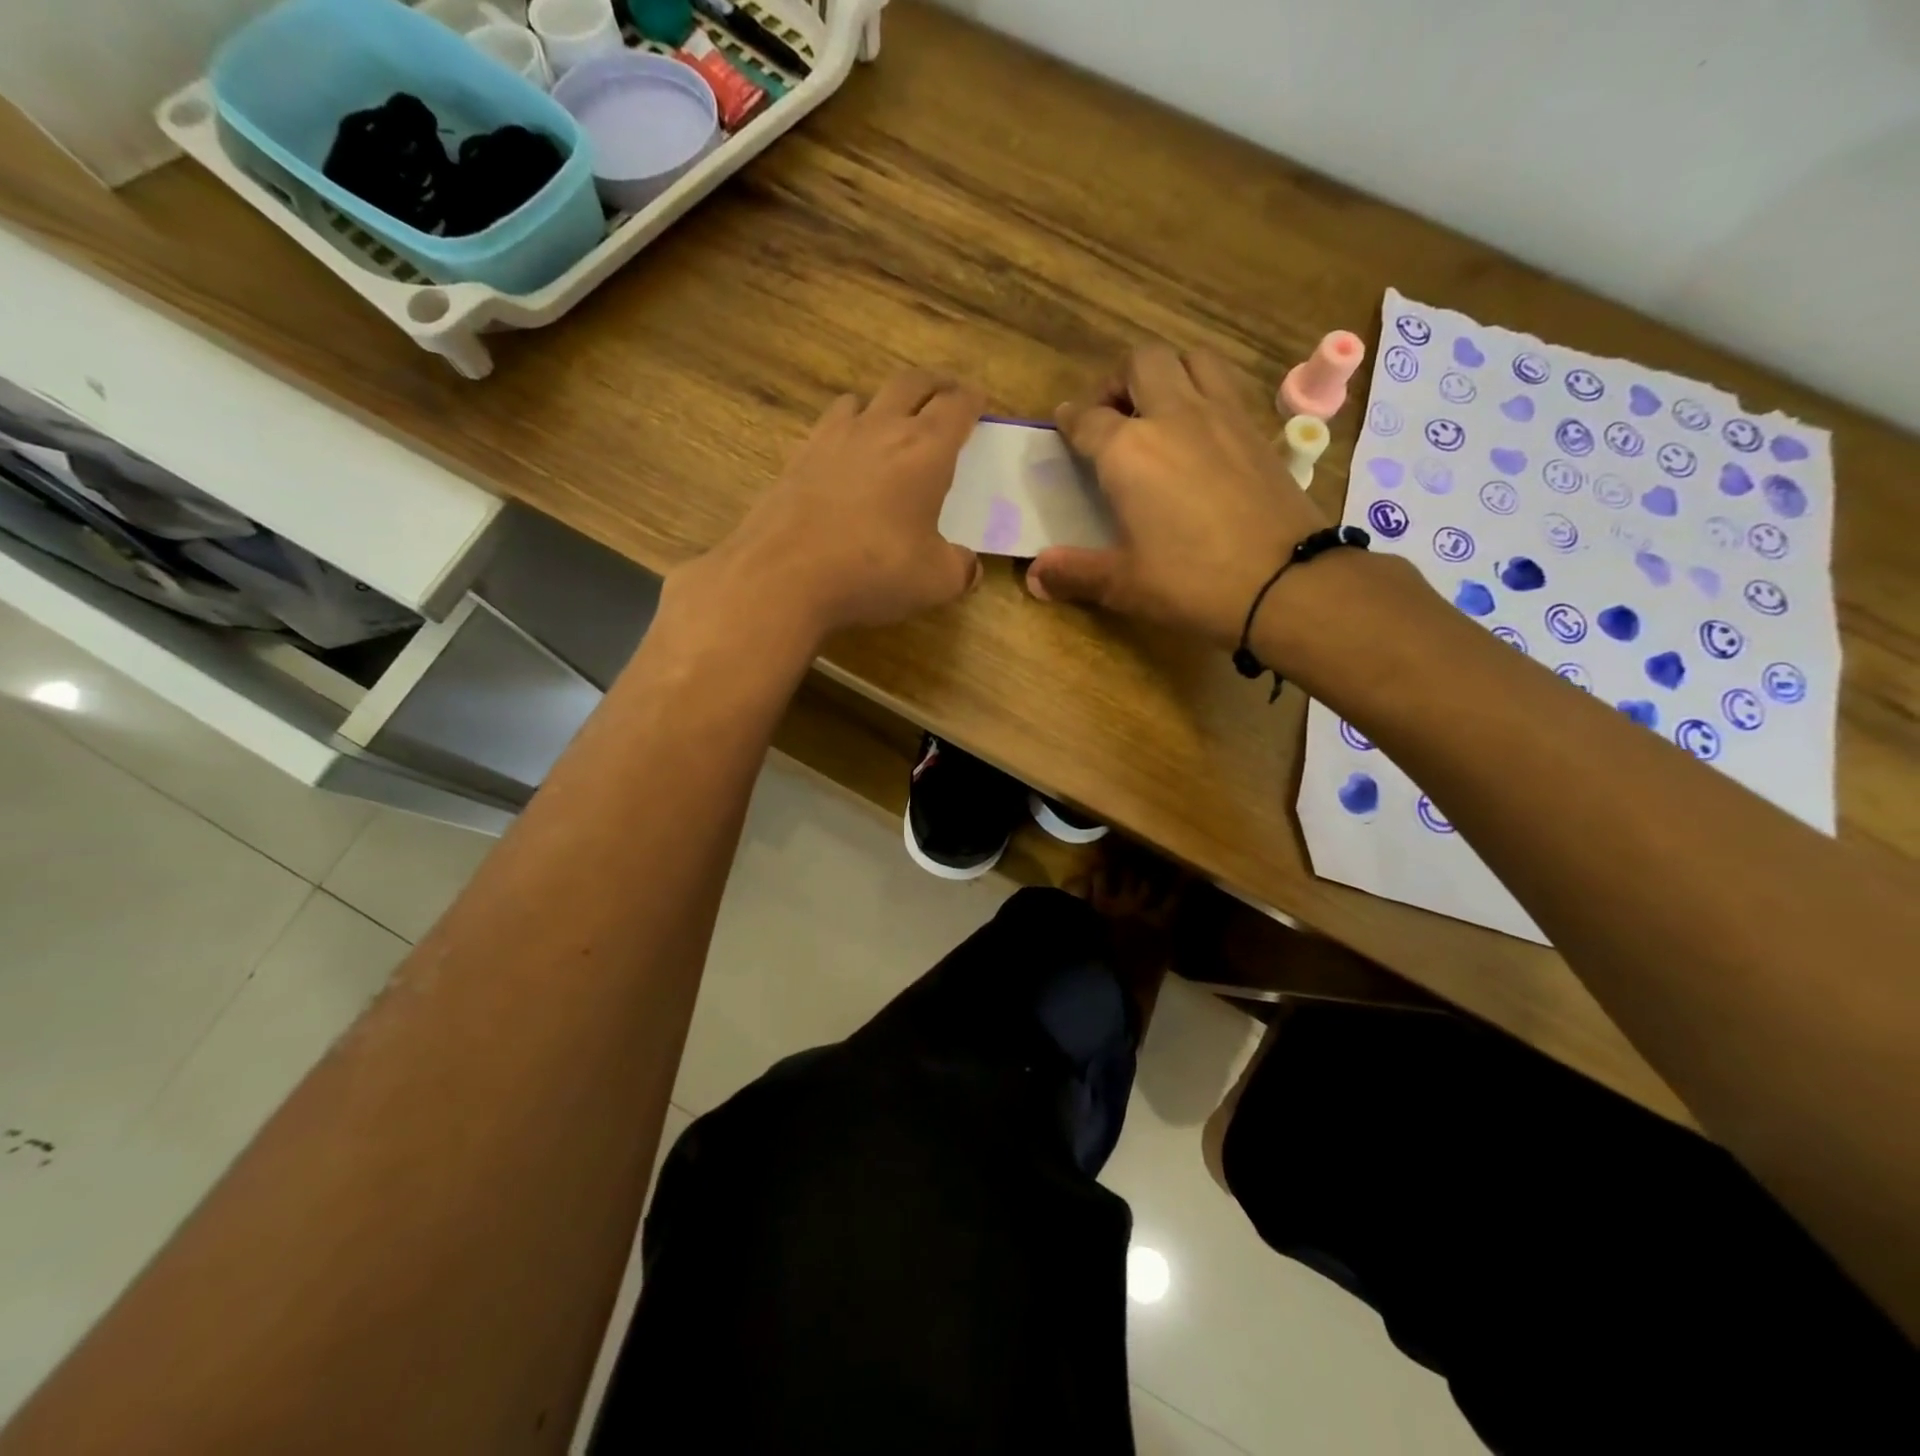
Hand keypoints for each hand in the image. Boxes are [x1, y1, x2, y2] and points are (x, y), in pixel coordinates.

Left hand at [683, 371, 984, 640]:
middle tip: (945, 395)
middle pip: (911, 384)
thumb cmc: (873, 571)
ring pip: (863, 398)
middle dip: (934, 385)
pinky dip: (846, 429)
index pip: (956, 406)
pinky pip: (829, 426)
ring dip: (884, 402)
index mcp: (924, 450)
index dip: (972, 401)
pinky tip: (844, 457)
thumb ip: (960, 568)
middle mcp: (880, 429)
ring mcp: (833, 438)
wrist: (784, 576)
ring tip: (890, 421)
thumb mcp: (935, 581)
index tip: (979, 402)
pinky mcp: (798, 457)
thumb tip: (968, 566)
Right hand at [1026, 344, 1330, 646]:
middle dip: (1118, 380)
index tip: (1064, 424)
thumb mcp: (1123, 584)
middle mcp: (1172, 416)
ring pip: (1191, 357)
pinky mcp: (1257, 428)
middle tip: (1112, 415)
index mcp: (1128, 451)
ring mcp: (1221, 415)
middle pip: (1141, 362)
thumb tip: (1034, 577)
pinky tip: (1201, 431)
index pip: (1087, 419)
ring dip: (1168, 372)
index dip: (1069, 420)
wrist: (1284, 582)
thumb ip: (1074, 573)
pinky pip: (1226, 384)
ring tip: (1159, 408)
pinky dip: (1206, 391)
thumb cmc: (1191, 582)